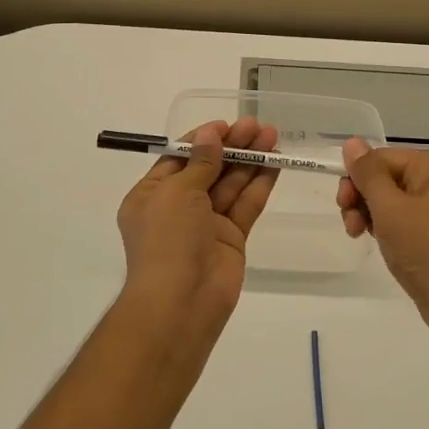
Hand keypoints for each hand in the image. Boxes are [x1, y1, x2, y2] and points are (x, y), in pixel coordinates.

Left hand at [116, 117, 278, 333]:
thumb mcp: (178, 192)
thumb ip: (201, 162)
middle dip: (232, 146)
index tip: (226, 125)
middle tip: (258, 126)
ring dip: (250, 160)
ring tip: (273, 136)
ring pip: (230, 184)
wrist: (181, 303)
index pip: (179, 158)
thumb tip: (211, 134)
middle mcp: (178, 207)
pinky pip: (245, 205)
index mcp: (152, 195)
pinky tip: (276, 162)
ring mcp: (206, 224)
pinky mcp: (231, 238)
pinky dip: (259, 184)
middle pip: (208, 168)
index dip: (203, 140)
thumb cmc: (167, 239)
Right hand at [337, 139, 428, 336]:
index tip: (342, 204)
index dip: (358, 178)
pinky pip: (405, 220)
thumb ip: (367, 173)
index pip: (382, 158)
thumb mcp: (389, 207)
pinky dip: (387, 228)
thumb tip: (352, 142)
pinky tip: (378, 242)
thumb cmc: (426, 248)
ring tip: (358, 235)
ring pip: (392, 200)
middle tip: (351, 223)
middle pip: (387, 177)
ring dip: (370, 214)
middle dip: (362, 197)